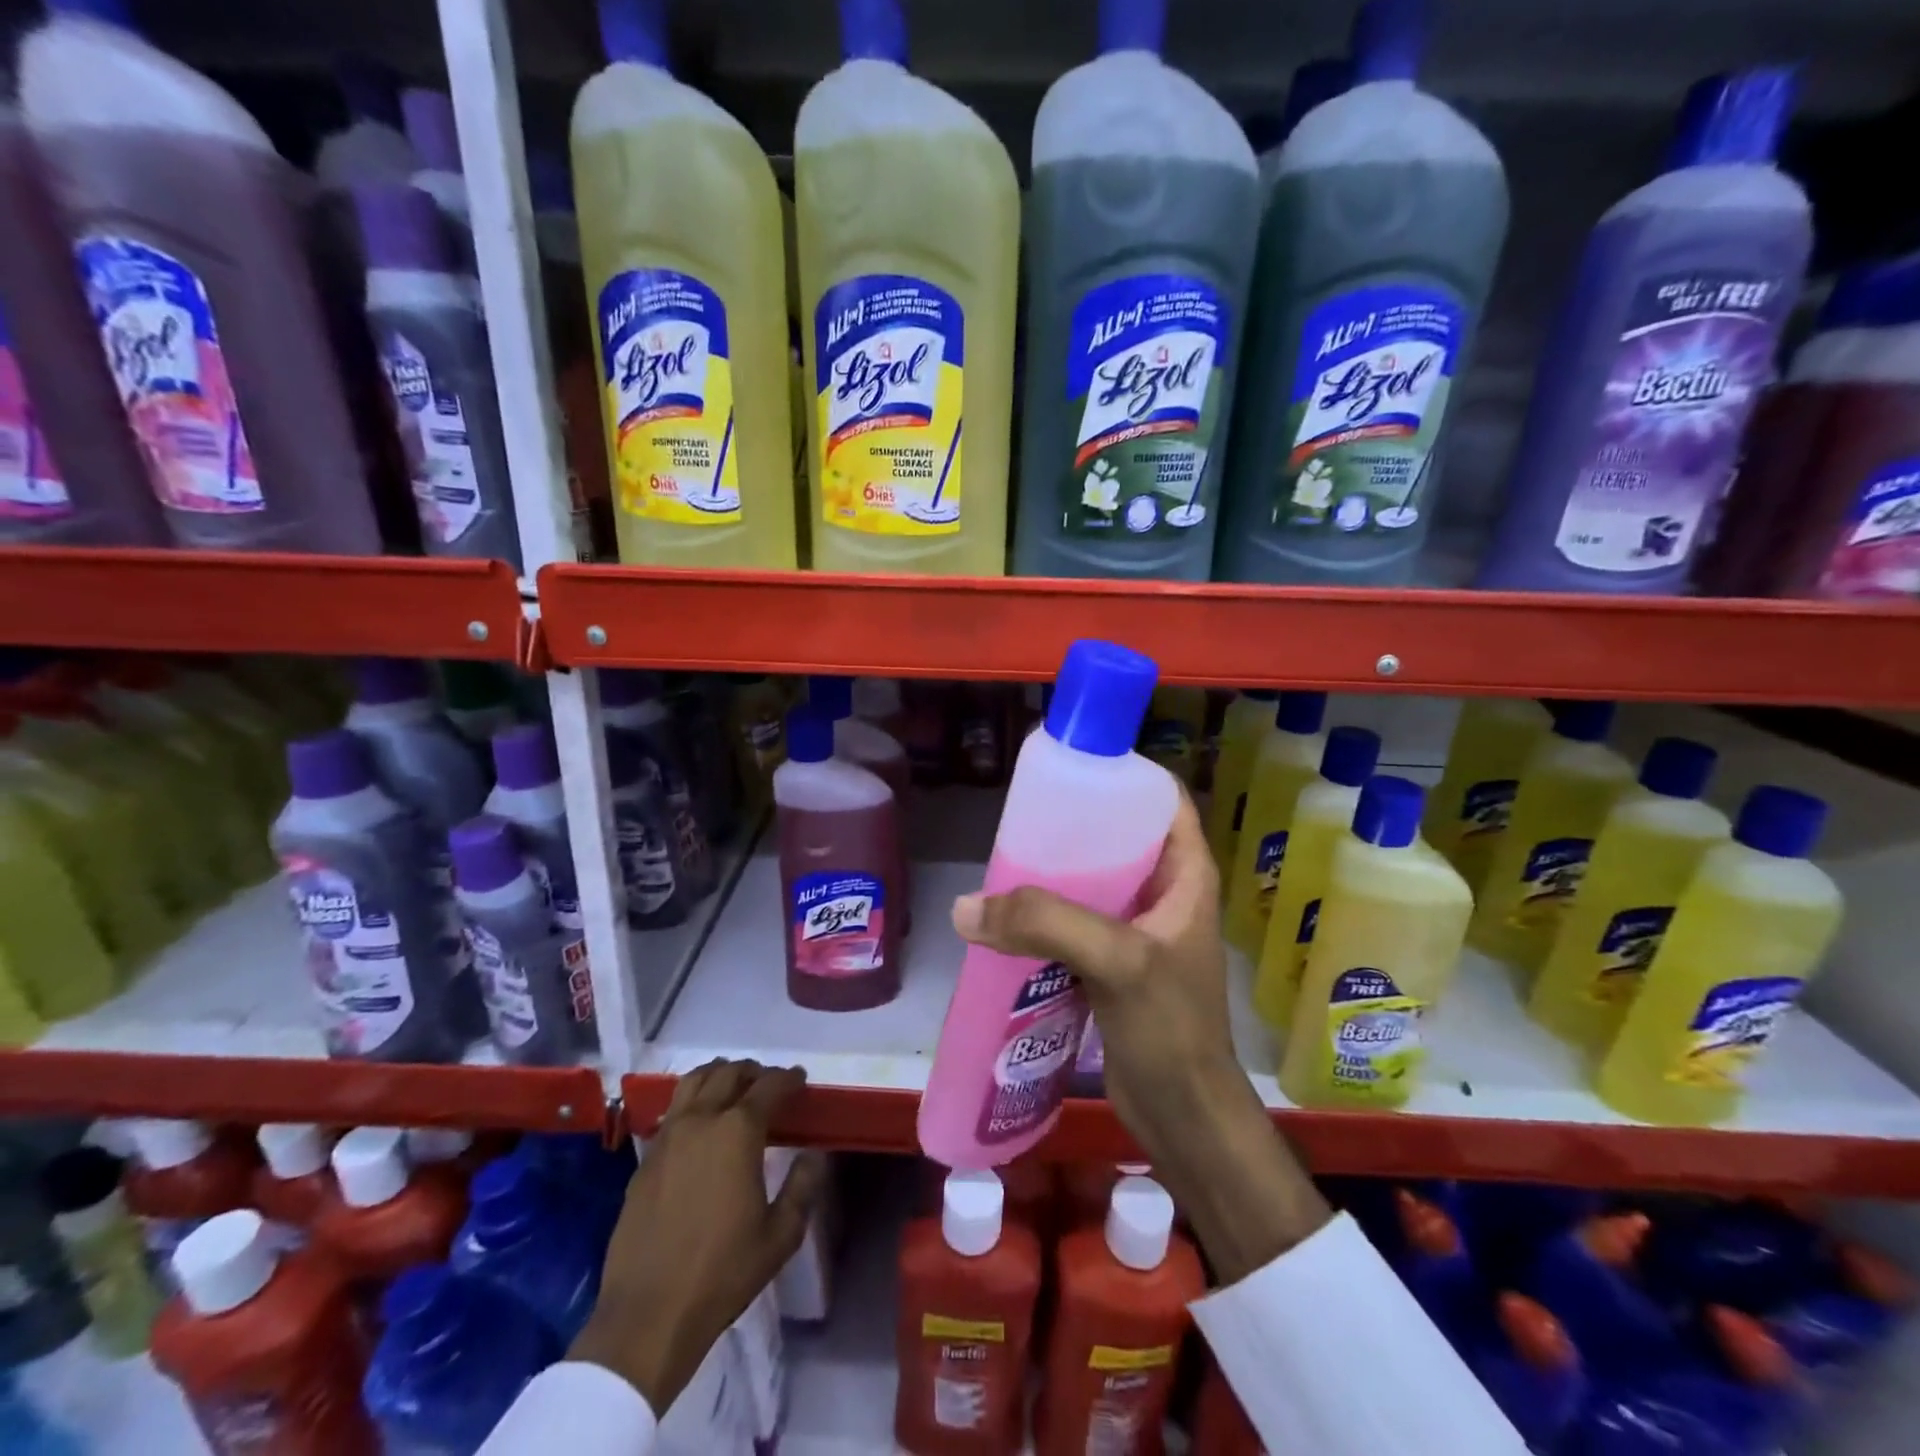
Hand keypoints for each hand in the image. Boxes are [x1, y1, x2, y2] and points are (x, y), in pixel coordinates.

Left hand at [569, 1060, 826, 1411]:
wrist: (648, 1315)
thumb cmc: (723, 1273)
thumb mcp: (781, 1235)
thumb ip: (803, 1186)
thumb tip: (813, 1154)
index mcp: (738, 1131)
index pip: (769, 1086)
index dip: (788, 1078)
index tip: (800, 1079)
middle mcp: (701, 1120)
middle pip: (729, 1073)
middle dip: (754, 1071)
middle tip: (769, 1083)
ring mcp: (668, 1136)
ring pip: (694, 1081)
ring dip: (719, 1075)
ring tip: (734, 1088)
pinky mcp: (646, 1158)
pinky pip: (673, 1109)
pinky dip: (693, 1100)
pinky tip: (701, 1123)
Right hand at [951, 790, 1329, 1282]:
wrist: (1183, 1116)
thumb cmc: (1170, 1028)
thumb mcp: (1119, 961)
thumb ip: (1047, 924)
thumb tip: (966, 906)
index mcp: (1185, 874)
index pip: (1162, 800)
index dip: (1123, 776)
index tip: (1071, 768)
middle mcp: (1163, 893)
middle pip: (1116, 837)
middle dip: (1072, 826)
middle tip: (1022, 819)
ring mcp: (1136, 930)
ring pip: (1090, 881)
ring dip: (1052, 873)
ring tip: (1004, 861)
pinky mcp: (1111, 964)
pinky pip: (1074, 922)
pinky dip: (1044, 915)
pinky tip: (1007, 915)